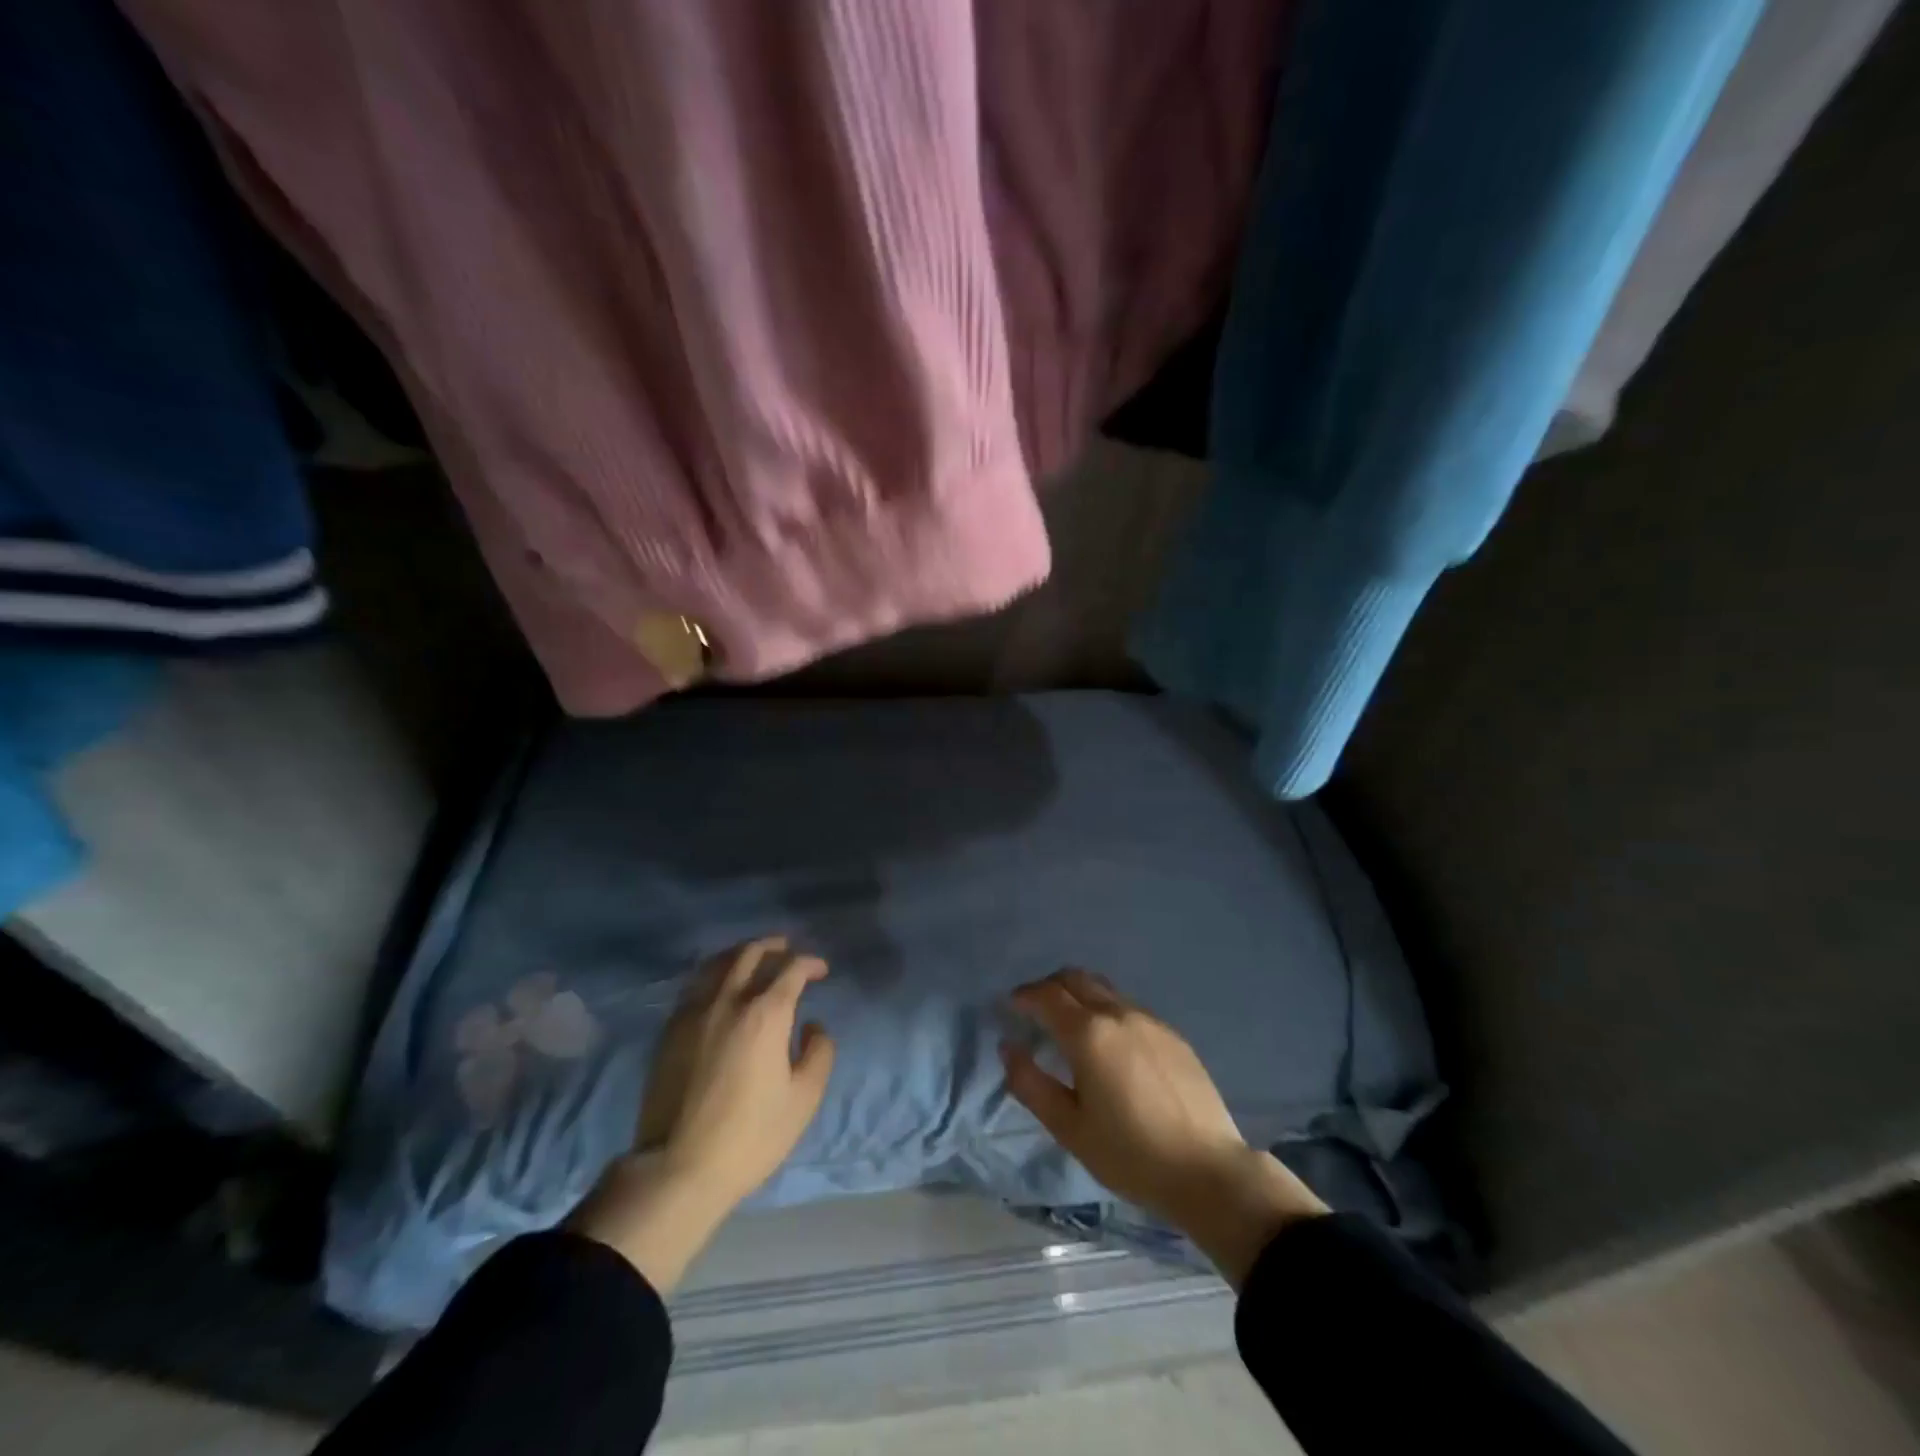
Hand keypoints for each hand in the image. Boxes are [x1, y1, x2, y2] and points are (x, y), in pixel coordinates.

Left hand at [570, 936, 834, 1292]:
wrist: (678, 1168)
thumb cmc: (750, 1135)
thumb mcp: (804, 1099)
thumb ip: (819, 1053)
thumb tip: (813, 1025)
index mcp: (765, 1014)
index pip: (791, 970)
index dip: (810, 963)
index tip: (821, 970)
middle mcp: (728, 1001)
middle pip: (750, 953)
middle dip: (774, 946)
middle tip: (787, 950)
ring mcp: (694, 1012)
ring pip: (718, 963)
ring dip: (741, 953)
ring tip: (754, 959)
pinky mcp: (670, 1030)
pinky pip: (695, 985)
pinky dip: (715, 975)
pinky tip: (721, 987)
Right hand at [1002, 969, 1325, 1287]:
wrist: (1208, 1170)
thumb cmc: (1130, 1154)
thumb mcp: (1069, 1127)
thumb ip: (1031, 1083)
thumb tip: (1008, 1047)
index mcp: (1088, 1033)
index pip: (1046, 995)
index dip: (1023, 996)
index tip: (1010, 1007)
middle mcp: (1118, 1013)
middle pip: (1075, 978)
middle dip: (1048, 987)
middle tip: (1034, 1010)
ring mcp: (1149, 1020)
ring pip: (1104, 989)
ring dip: (1078, 995)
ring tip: (1069, 1025)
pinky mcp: (1172, 1034)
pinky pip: (1128, 1006)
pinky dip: (1105, 1010)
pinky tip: (1109, 1044)